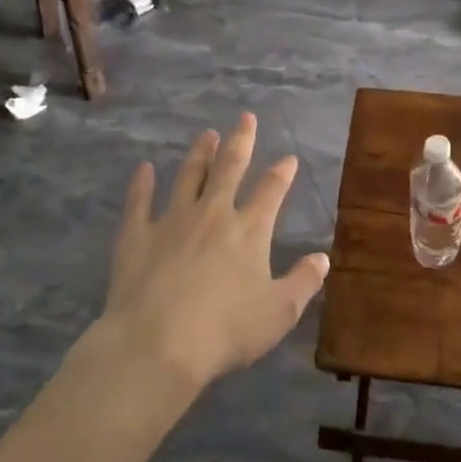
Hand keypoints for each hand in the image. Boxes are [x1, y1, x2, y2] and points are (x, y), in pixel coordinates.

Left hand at [99, 114, 330, 392]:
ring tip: (206, 134)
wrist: (157, 344)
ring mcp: (172, 221)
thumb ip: (303, 282)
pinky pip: (139, 202)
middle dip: (240, 141)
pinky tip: (143, 169)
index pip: (270, 191)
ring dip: (199, 154)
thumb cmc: (226, 331)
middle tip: (245, 117)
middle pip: (229, 168)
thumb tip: (323, 258)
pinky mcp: (137, 237)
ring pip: (188, 177)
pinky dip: (141, 184)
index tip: (288, 158)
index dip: (281, 172)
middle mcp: (212, 214)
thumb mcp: (279, 313)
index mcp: (249, 230)